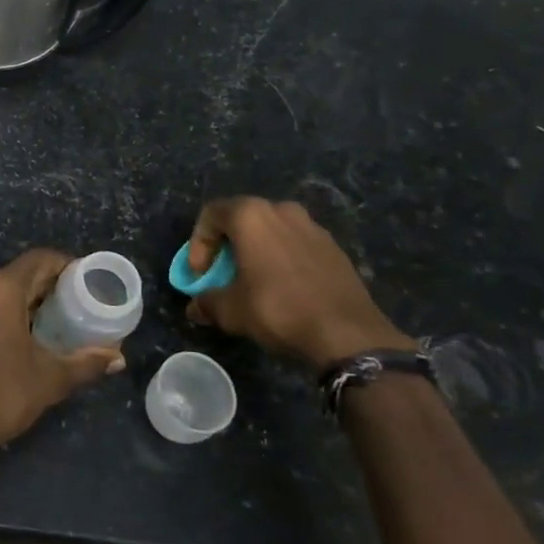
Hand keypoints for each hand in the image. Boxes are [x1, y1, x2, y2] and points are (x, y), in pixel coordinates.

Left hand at [0, 248, 123, 463]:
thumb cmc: (0, 396)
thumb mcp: (50, 379)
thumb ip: (86, 362)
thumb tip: (118, 358)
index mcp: (1, 288)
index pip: (41, 260)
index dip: (67, 266)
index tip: (88, 282)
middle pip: (21, 273)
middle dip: (50, 286)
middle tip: (78, 306)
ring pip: (1, 287)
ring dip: (27, 299)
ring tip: (56, 320)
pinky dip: (6, 309)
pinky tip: (25, 332)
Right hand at [185, 197, 412, 367]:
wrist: (348, 333)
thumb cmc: (278, 309)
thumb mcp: (231, 310)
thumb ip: (207, 302)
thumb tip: (195, 308)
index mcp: (250, 215)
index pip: (211, 214)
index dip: (198, 243)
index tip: (200, 273)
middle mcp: (281, 210)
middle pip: (242, 219)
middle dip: (227, 245)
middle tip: (223, 273)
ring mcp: (312, 226)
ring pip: (272, 230)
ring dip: (256, 250)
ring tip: (255, 280)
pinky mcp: (334, 247)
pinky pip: (297, 244)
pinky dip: (283, 258)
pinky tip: (285, 287)